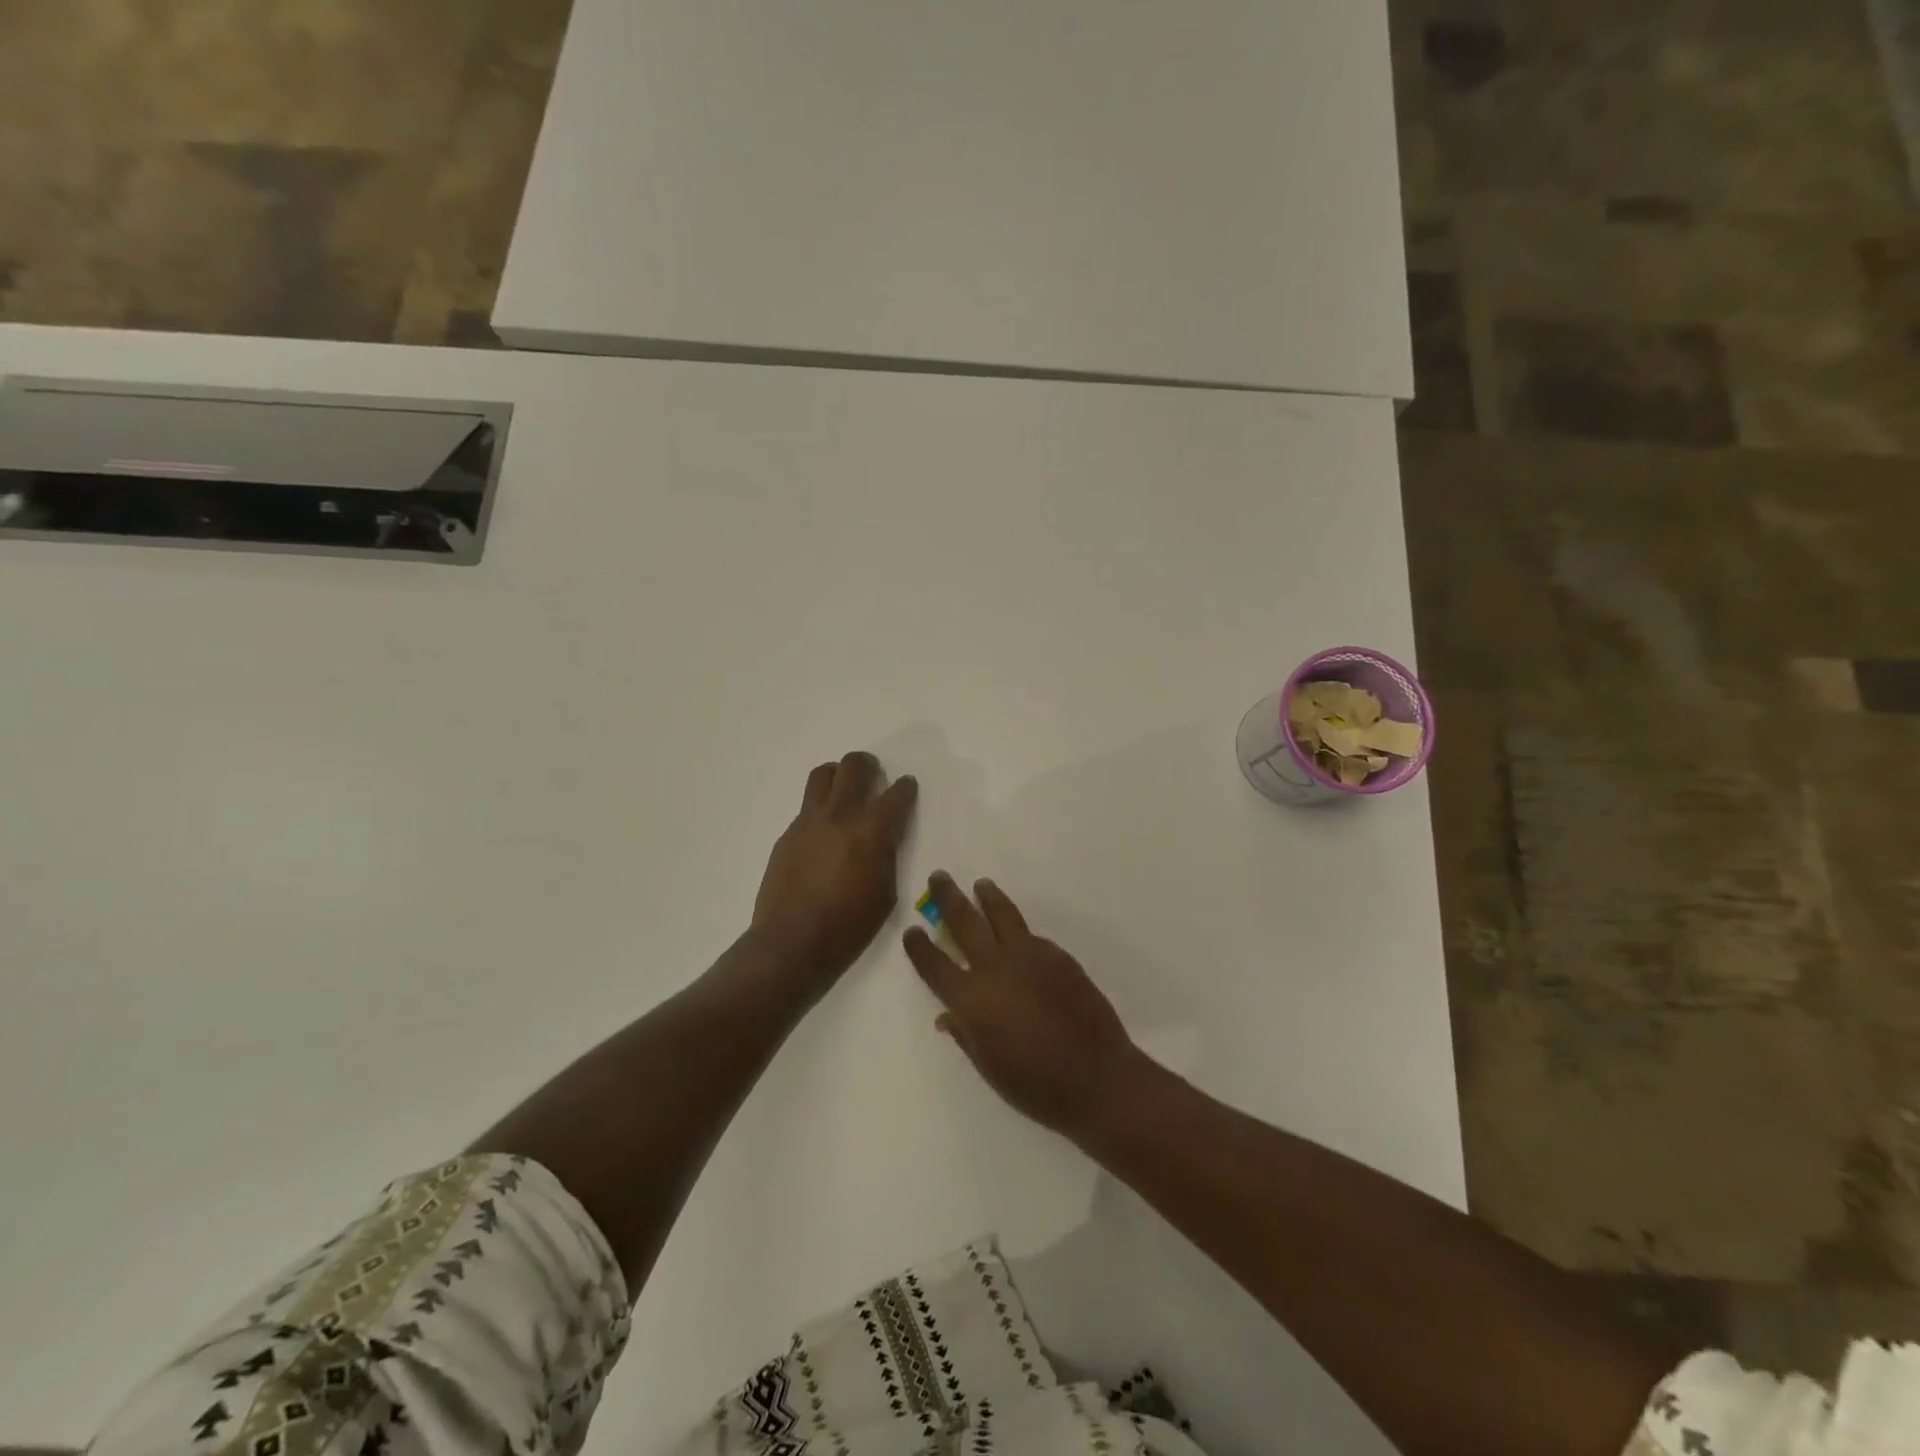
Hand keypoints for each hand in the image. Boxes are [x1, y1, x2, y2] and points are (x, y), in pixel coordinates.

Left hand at [753, 752, 917, 991]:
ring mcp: (809, 821)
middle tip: (874, 776)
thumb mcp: (885, 893)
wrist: (792, 942)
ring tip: (845, 790)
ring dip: (838, 775)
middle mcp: (840, 815)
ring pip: (823, 774)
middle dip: (869, 765)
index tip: (906, 786)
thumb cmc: (849, 926)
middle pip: (854, 766)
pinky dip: (821, 807)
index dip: (905, 787)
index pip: (895, 794)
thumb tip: (883, 838)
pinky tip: (824, 832)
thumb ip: (887, 856)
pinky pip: (807, 806)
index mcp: (872, 831)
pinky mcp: (788, 833)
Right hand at [904, 872, 1142, 1137]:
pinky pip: (1030, 934)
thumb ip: (965, 1034)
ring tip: (981, 884)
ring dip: (987, 896)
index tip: (912, 930)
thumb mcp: (988, 1067)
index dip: (919, 947)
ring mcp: (1029, 956)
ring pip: (1002, 914)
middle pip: (964, 921)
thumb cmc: (1035, 1085)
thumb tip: (947, 1015)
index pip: (935, 964)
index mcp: (971, 999)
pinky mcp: (1057, 955)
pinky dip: (1017, 928)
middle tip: (939, 877)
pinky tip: (1016, 931)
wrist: (1096, 1077)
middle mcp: (995, 967)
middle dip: (948, 897)